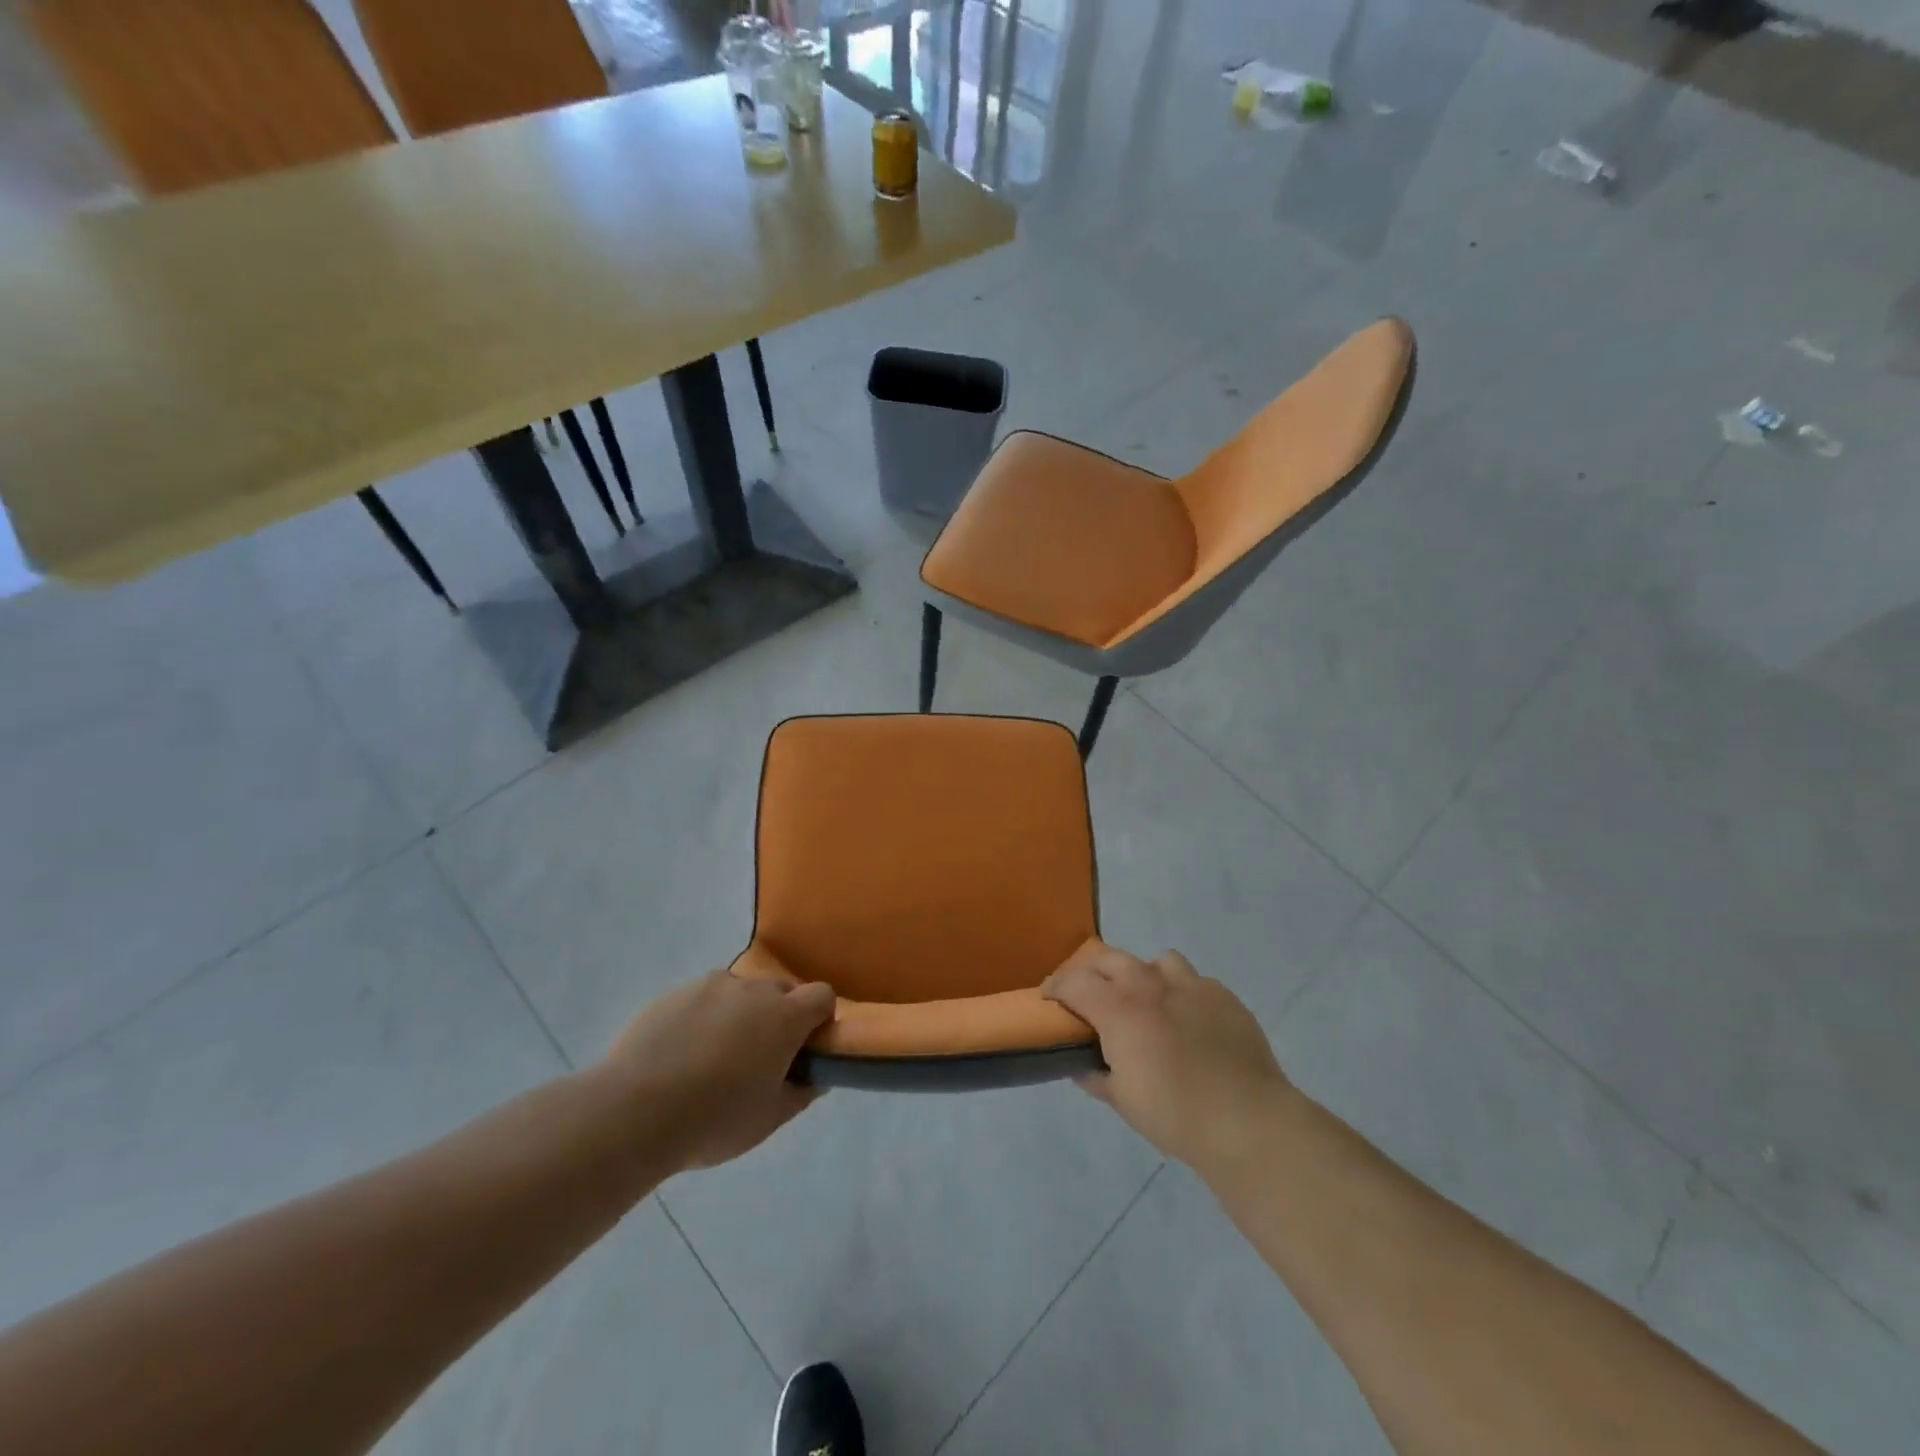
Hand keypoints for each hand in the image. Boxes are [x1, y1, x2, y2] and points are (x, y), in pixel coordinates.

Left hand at [597, 970, 834, 1172]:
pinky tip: (680, 1055)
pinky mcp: (674, 993)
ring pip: (740, 992)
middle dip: (780, 1016)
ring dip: (740, 1014)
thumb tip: (817, 1076)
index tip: (804, 1049)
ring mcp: (710, 986)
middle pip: (781, 991)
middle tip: (760, 1058)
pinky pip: (703, 999)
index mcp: (784, 1016)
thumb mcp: (769, 1119)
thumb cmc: (714, 1119)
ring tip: (714, 1057)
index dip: (820, 1019)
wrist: (633, 1112)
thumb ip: (802, 1092)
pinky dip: (703, 1018)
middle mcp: (752, 989)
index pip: (822, 995)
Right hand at [1043, 944, 1292, 1173]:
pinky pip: (1196, 982)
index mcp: (1119, 1009)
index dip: (1056, 986)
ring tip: (1147, 1002)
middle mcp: (1151, 985)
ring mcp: (1191, 986)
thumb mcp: (1123, 1101)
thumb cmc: (1175, 1114)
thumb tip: (1081, 1068)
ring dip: (1144, 975)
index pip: (1074, 982)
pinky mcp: (1224, 997)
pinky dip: (1183, 994)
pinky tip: (1189, 1022)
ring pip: (1158, 962)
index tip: (1049, 996)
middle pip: (1111, 959)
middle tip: (1090, 994)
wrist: (1247, 1120)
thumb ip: (1097, 1077)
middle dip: (1093, 972)